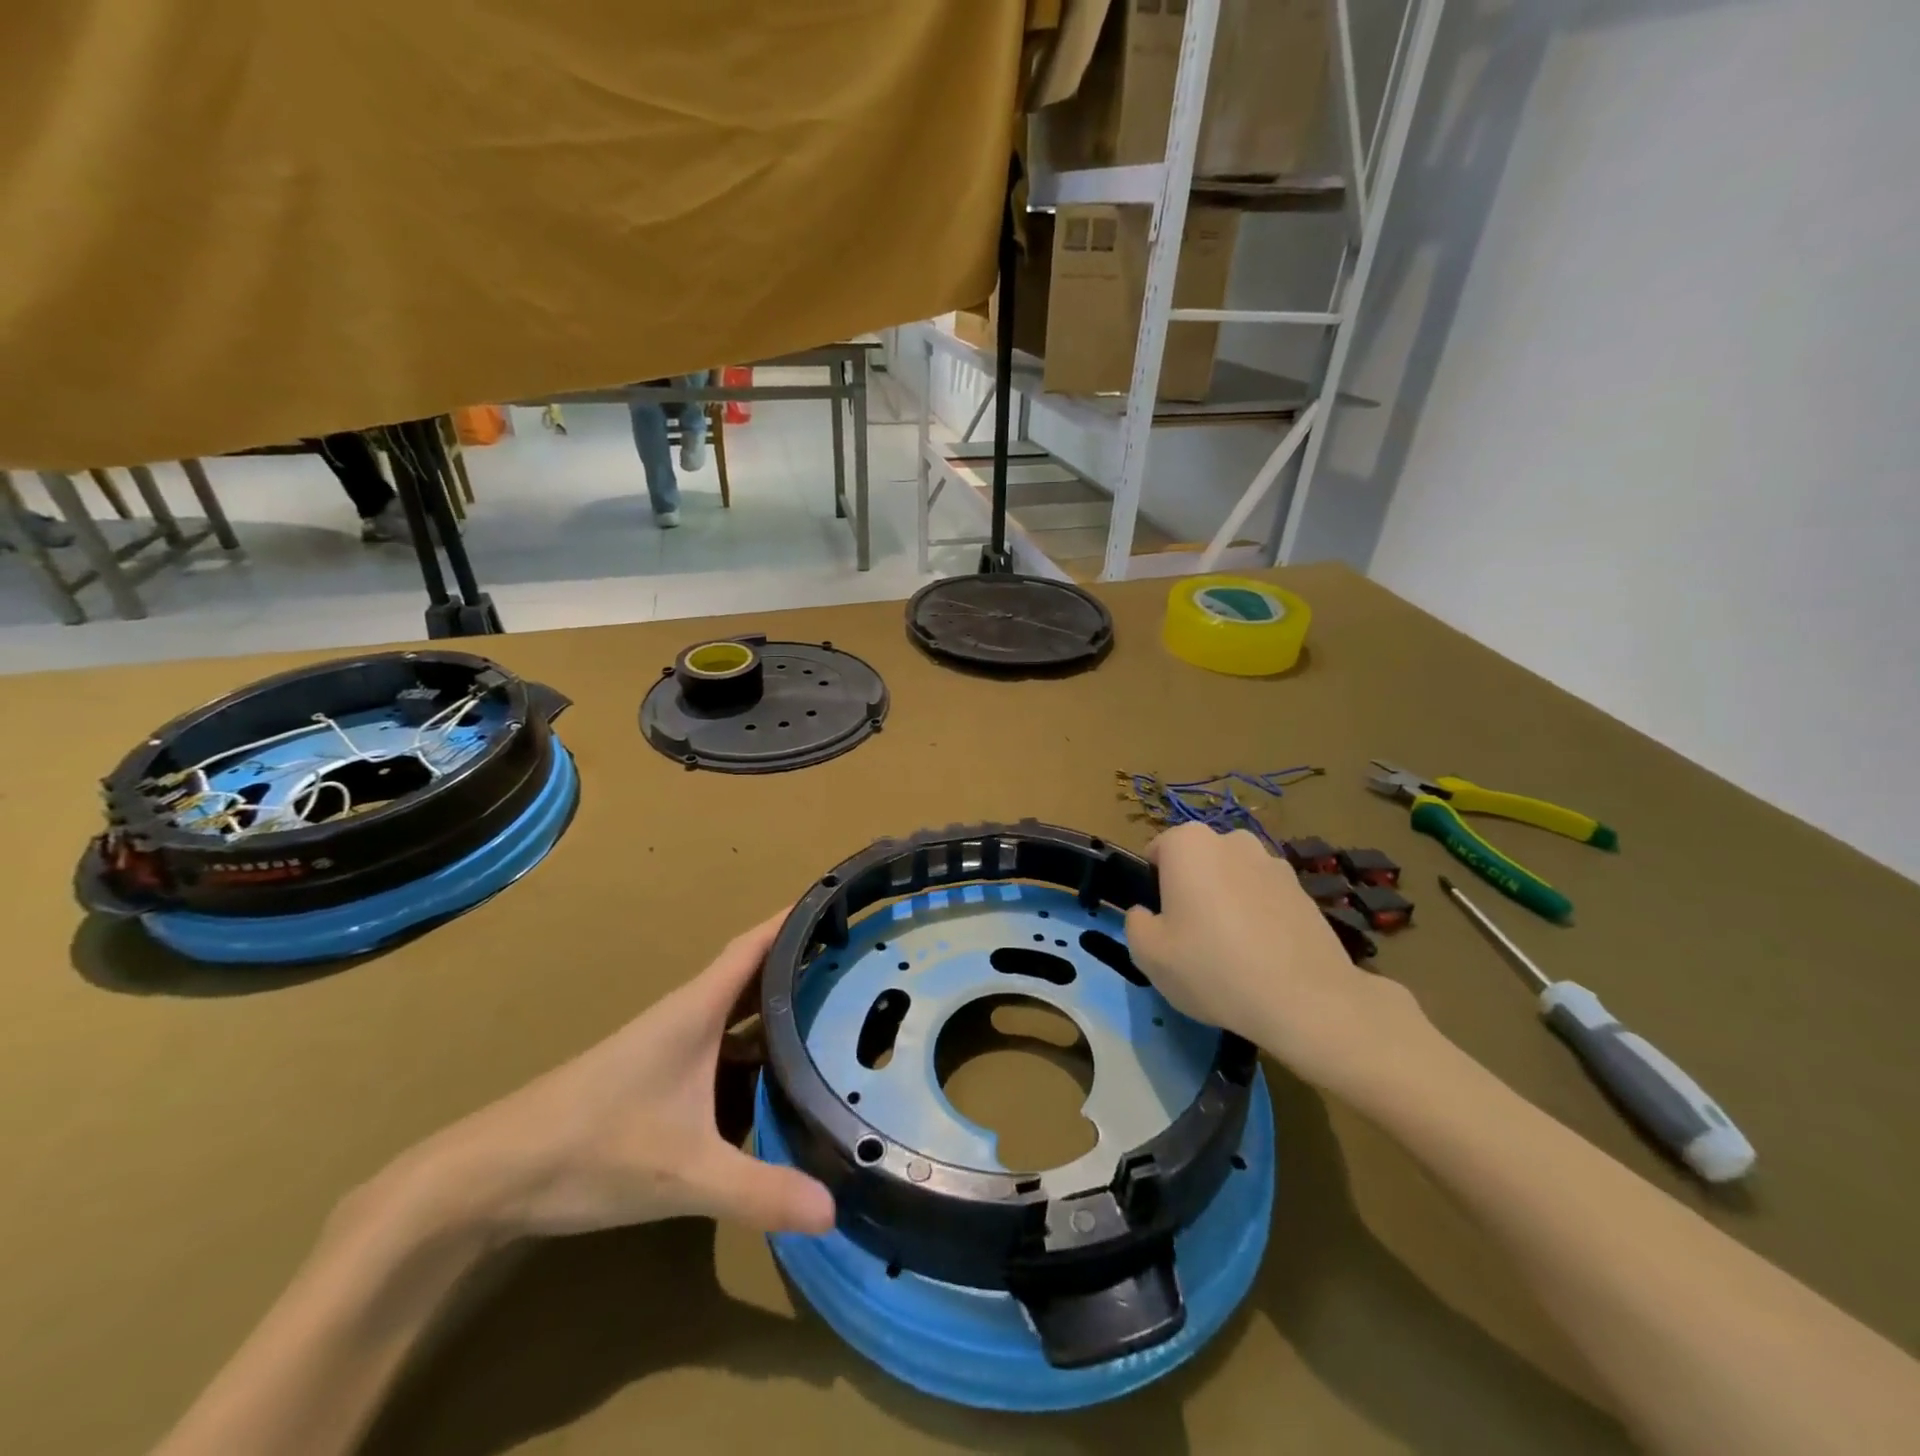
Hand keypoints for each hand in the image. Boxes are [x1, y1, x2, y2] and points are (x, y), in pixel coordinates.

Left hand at [377, 912, 833, 1241]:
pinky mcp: (658, 1078)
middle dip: (803, 962)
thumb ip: (759, 1191)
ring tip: (835, 1009)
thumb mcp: (683, 1174)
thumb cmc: (590, 1149)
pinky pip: (723, 1047)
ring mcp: (671, 1047)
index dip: (795, 918)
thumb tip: (836, 1209)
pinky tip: (779, 1074)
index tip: (840, 903)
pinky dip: (756, 1047)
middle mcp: (688, 1016)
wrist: (490, 1177)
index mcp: (697, 1010)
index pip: (756, 944)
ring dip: (780, 1005)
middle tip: (857, 963)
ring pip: (738, 1013)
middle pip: (754, 974)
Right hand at [1123, 824, 1432, 1095]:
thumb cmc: (1213, 968)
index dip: (1152, 889)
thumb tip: (1147, 914)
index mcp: (1188, 844)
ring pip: (1232, 879)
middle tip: (1192, 940)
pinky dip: (1258, 917)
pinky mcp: (1302, 890)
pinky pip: (1264, 898)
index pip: (1156, 853)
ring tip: (1231, 953)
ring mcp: (1272, 862)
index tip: (1161, 924)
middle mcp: (1231, 840)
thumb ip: (1135, 923)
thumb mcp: (1148, 954)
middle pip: (1196, 863)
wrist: (1306, 1000)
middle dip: (1190, 891)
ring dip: (1226, 903)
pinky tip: (1262, 957)